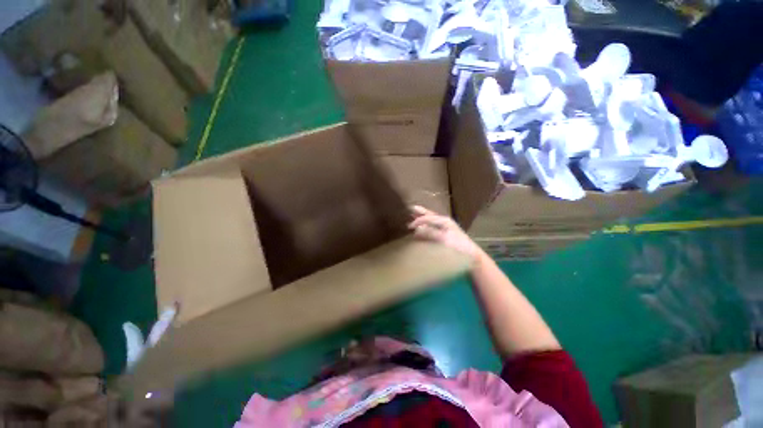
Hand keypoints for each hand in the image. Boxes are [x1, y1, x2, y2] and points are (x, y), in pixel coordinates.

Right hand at [408, 205, 484, 260]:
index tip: (409, 226)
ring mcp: (445, 228)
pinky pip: (432, 226)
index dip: (418, 221)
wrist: (471, 255)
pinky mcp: (445, 234)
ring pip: (431, 219)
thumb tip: (417, 229)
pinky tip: (421, 228)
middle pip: (430, 215)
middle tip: (411, 208)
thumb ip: (430, 233)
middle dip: (420, 212)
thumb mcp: (444, 239)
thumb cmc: (458, 246)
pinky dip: (425, 225)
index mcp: (444, 220)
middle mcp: (444, 222)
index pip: (428, 217)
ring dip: (422, 218)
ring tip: (413, 215)